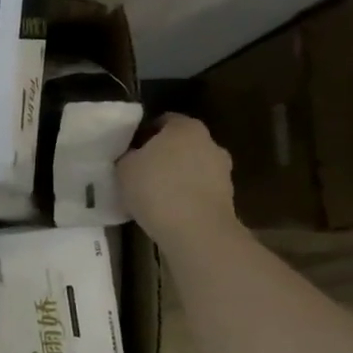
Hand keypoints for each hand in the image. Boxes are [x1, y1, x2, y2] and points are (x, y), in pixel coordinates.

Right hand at [116, 114, 238, 244]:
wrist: (195, 231)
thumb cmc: (156, 189)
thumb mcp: (124, 168)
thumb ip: (127, 156)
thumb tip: (131, 157)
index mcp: (185, 127)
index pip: (163, 121)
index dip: (144, 134)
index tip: (129, 150)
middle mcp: (210, 143)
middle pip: (181, 144)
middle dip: (163, 155)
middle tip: (140, 171)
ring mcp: (223, 171)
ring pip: (193, 168)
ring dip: (177, 177)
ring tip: (154, 195)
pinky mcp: (227, 198)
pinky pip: (199, 191)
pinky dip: (187, 197)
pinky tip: (168, 211)